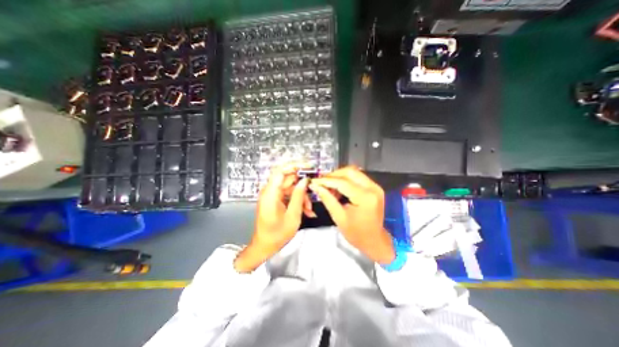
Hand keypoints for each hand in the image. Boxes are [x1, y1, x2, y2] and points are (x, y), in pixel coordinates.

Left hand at [235, 163, 316, 273]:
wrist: (264, 246)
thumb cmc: (277, 235)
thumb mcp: (292, 216)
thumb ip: (299, 196)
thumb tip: (305, 180)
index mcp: (270, 194)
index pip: (280, 171)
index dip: (294, 165)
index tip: (308, 166)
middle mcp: (270, 191)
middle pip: (288, 179)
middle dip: (302, 185)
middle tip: (314, 189)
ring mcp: (272, 195)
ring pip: (291, 187)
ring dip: (302, 196)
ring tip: (309, 209)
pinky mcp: (275, 199)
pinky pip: (289, 194)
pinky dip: (297, 200)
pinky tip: (306, 210)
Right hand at [310, 166, 396, 263]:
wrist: (374, 241)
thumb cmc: (356, 233)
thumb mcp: (339, 217)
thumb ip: (327, 199)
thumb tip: (315, 186)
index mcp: (365, 198)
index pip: (342, 182)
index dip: (326, 180)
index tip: (314, 181)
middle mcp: (373, 188)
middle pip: (350, 171)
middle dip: (333, 175)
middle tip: (322, 183)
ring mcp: (375, 187)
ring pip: (353, 172)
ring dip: (339, 177)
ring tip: (329, 187)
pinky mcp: (374, 187)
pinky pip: (357, 177)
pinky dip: (345, 180)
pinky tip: (338, 189)